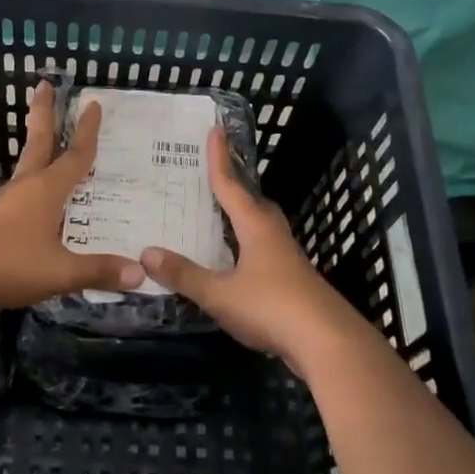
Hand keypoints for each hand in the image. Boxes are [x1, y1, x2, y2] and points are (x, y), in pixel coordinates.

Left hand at [0, 81, 144, 308]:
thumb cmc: (9, 264)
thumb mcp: (60, 272)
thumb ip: (98, 271)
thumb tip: (140, 274)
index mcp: (46, 190)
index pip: (75, 155)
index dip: (87, 131)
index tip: (92, 103)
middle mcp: (25, 186)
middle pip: (38, 141)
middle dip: (44, 113)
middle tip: (43, 85)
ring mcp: (3, 200)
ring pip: (26, 167)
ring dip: (38, 149)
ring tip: (49, 148)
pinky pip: (18, 193)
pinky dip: (31, 184)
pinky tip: (35, 202)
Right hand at [139, 125, 361, 372]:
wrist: (328, 343)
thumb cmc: (271, 307)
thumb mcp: (219, 293)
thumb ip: (184, 274)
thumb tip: (146, 253)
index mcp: (256, 227)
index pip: (232, 186)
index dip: (220, 159)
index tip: (215, 130)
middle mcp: (274, 236)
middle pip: (254, 204)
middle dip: (236, 189)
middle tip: (215, 180)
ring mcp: (288, 261)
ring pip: (263, 229)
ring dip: (244, 220)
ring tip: (222, 220)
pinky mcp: (295, 284)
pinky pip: (266, 254)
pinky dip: (249, 249)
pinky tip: (238, 265)